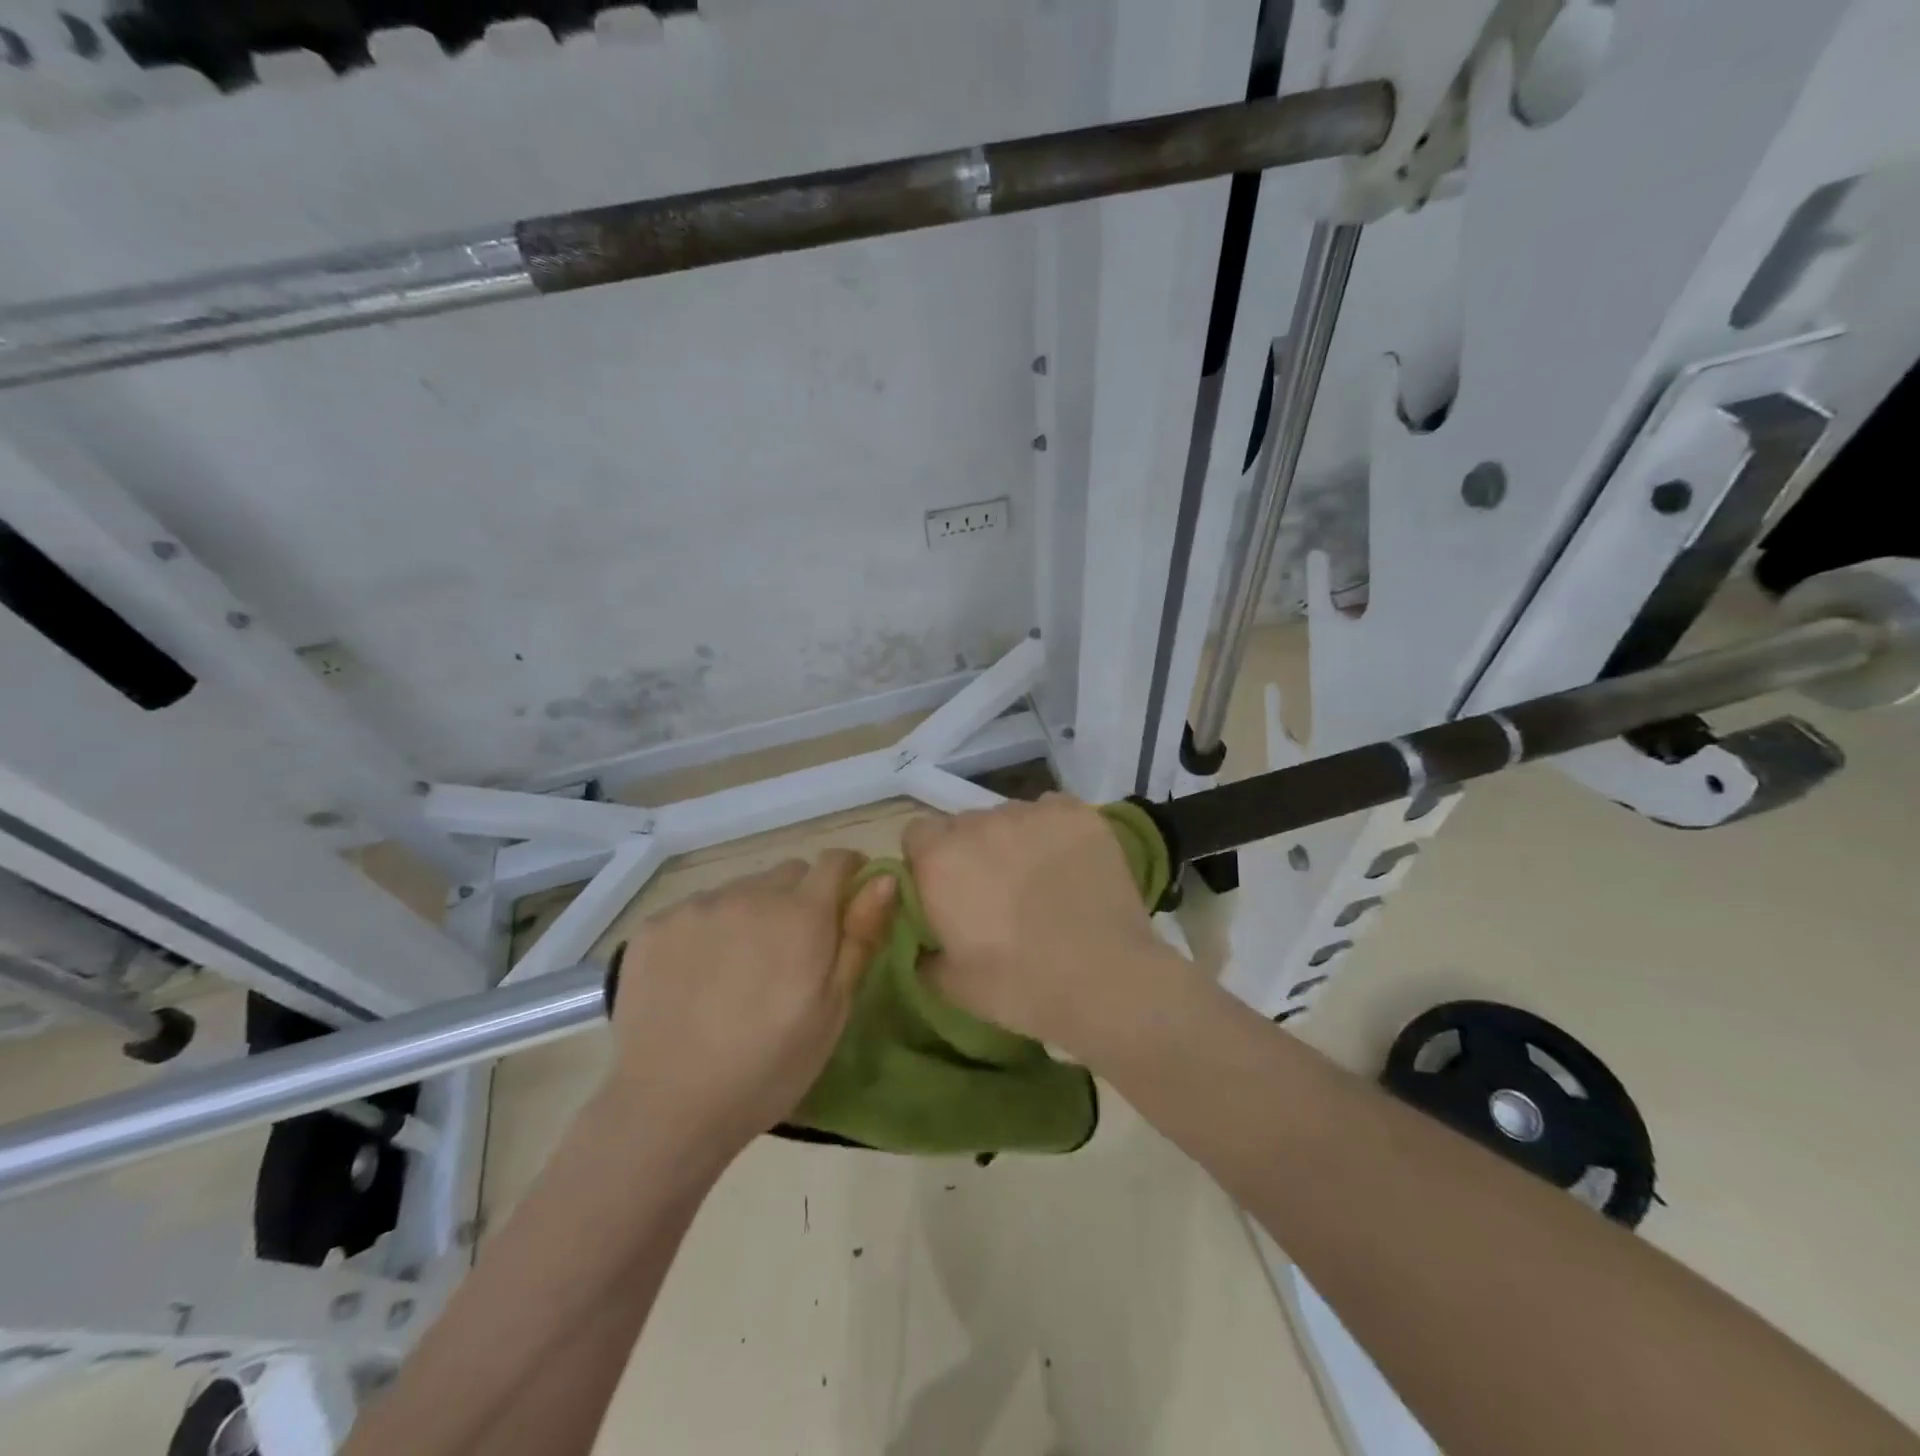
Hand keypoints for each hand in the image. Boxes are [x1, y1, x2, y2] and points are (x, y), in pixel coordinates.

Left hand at [602, 851, 894, 1161]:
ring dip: (752, 912)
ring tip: (739, 969)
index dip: (848, 876)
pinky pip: (697, 909)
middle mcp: (751, 894)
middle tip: (791, 952)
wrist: (667, 1107)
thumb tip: (886, 877)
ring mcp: (698, 906)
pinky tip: (697, 976)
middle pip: (789, 873)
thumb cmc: (769, 1067)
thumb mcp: (834, 1009)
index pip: (836, 861)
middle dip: (799, 899)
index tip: (847, 905)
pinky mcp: (656, 924)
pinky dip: (707, 930)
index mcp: (802, 914)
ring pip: (742, 889)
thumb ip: (861, 936)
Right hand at [903, 794, 1174, 1057]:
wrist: (1104, 980)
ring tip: (1040, 878)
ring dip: (1014, 839)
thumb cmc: (1018, 987)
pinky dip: (1054, 831)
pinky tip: (1070, 863)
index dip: (928, 859)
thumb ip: (923, 953)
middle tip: (995, 890)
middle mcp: (981, 823)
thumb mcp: (950, 985)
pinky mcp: (1077, 814)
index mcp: (941, 859)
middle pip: (965, 823)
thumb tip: (923, 942)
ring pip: (1010, 816)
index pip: (917, 834)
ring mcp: (1032, 813)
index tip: (946, 889)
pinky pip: (1052, 811)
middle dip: (973, 850)